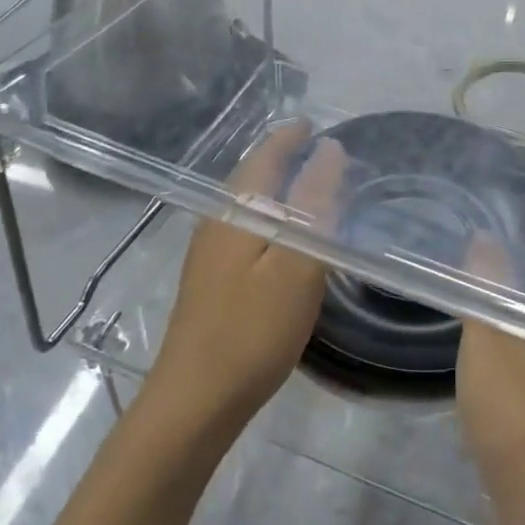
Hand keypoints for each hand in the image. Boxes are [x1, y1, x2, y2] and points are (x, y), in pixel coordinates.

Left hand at [149, 121, 345, 434]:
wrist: (194, 400)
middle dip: (280, 156)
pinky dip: (267, 215)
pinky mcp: (209, 280)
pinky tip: (280, 235)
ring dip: (273, 185)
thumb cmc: (253, 329)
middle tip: (314, 148)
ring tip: (304, 183)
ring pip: (246, 203)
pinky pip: (243, 227)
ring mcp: (208, 252)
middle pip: (251, 176)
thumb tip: (330, 150)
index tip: (313, 124)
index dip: (289, 137)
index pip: (265, 157)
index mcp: (238, 211)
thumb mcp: (297, 264)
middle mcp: (217, 222)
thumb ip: (314, 204)